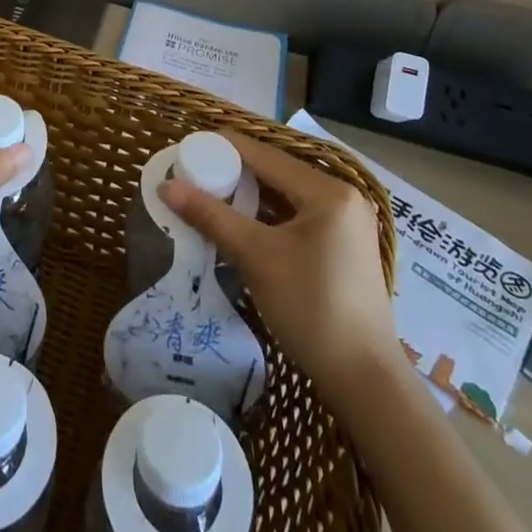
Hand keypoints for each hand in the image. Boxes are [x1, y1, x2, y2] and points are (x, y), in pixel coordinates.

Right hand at [162, 131, 398, 390]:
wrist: (366, 383)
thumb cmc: (312, 309)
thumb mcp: (256, 257)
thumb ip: (211, 216)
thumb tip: (166, 187)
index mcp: (328, 191)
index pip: (265, 155)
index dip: (223, 148)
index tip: (187, 148)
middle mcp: (343, 196)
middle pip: (277, 172)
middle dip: (234, 172)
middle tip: (193, 174)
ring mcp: (347, 223)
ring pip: (286, 195)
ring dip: (249, 195)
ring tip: (209, 195)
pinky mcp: (344, 246)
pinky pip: (298, 216)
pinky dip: (268, 216)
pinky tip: (241, 222)